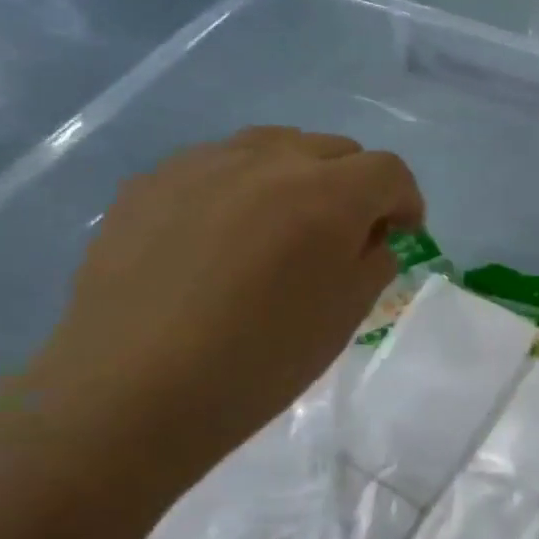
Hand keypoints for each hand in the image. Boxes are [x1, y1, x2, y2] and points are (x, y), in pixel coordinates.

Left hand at [24, 127, 421, 496]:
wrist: (133, 391)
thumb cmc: (260, 361)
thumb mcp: (346, 316)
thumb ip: (373, 262)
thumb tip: (369, 238)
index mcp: (327, 194)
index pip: (388, 170)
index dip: (405, 200)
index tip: (401, 233)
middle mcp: (268, 160)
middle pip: (334, 149)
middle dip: (354, 185)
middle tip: (342, 234)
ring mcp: (202, 164)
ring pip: (273, 146)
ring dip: (296, 177)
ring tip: (280, 227)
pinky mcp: (151, 181)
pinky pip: (215, 166)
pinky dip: (239, 189)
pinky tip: (218, 239)